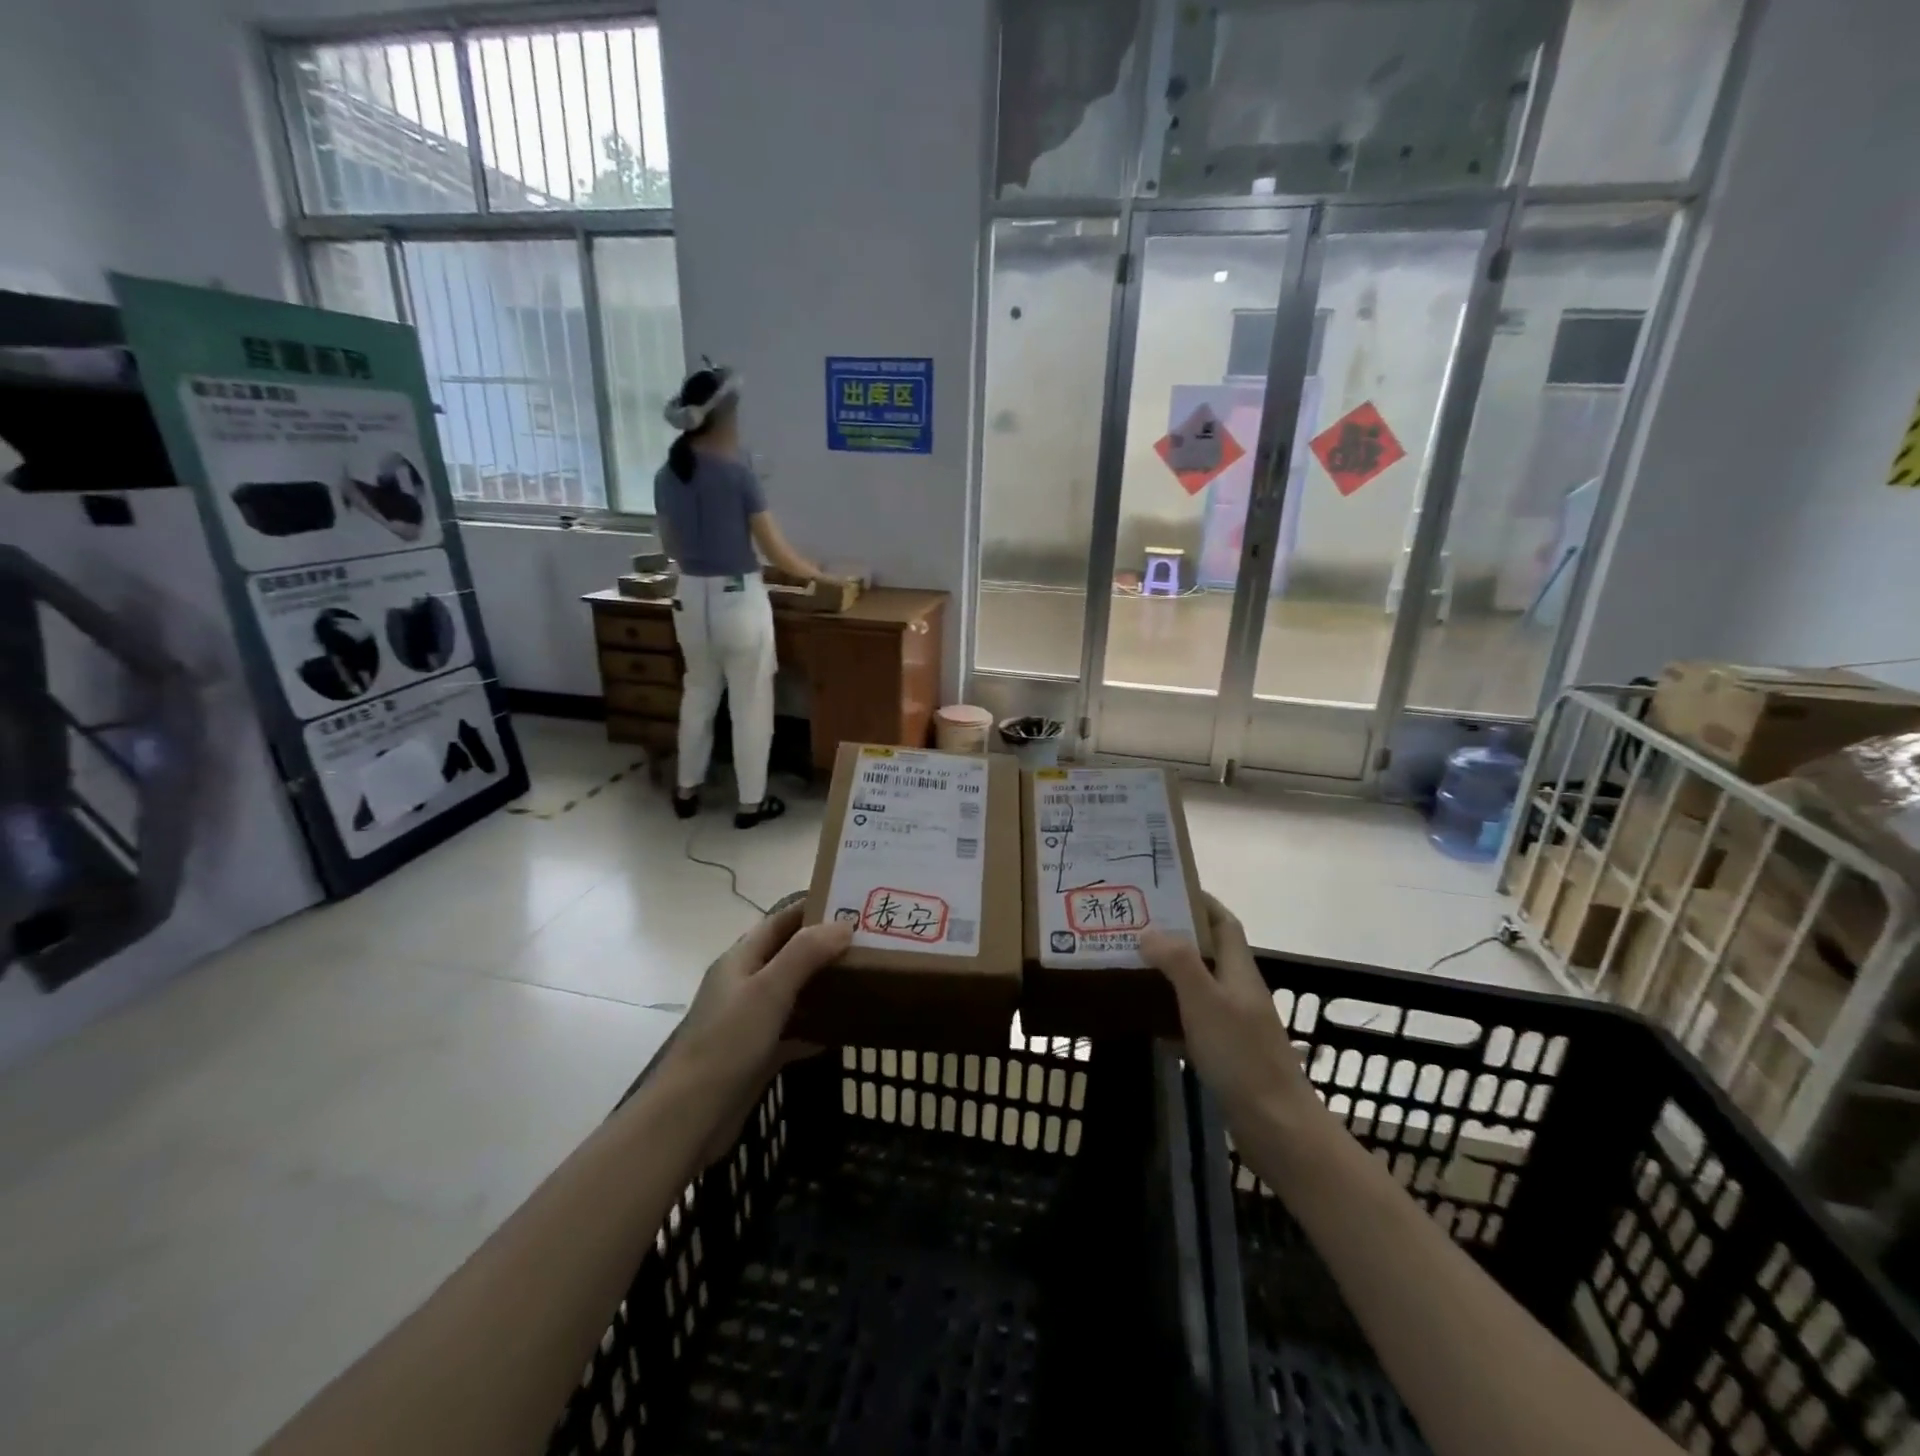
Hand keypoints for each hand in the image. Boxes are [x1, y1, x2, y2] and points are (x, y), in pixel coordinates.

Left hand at [668, 903, 851, 1164]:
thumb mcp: (769, 990)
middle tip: (867, 943)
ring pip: (792, 993)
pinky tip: (843, 1030)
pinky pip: (793, 1030)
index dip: (811, 908)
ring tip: (864, 979)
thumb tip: (844, 924)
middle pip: (788, 955)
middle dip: (824, 947)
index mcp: (740, 960)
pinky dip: (816, 1027)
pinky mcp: (757, 1054)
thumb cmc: (728, 1042)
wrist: (691, 1116)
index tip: (851, 903)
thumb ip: (805, 954)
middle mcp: (743, 984)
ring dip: (822, 986)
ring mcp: (749, 1021)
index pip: (779, 921)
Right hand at [1140, 894, 1312, 1126]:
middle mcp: (1238, 991)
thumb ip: (1178, 961)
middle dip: (1175, 935)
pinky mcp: (1226, 1053)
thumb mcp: (1205, 1001)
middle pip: (1207, 951)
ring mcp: (1234, 1024)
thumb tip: (1149, 930)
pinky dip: (1169, 1012)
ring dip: (1168, 972)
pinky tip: (1144, 1017)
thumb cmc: (1241, 1056)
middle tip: (1133, 926)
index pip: (1223, 923)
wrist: (1276, 1127)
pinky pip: (1192, 1019)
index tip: (1166, 889)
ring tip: (1130, 963)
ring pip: (1197, 986)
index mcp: (1239, 971)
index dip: (1200, 902)